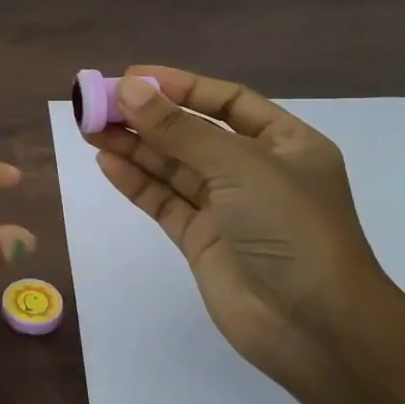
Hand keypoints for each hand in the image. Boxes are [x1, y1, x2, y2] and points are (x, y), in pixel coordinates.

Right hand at [88, 67, 393, 390]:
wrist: (314, 326)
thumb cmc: (290, 229)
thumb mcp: (238, 166)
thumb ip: (179, 129)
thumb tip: (128, 88)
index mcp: (284, 144)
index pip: (226, 101)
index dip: (179, 86)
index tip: (131, 77)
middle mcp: (255, 171)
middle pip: (192, 133)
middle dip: (146, 117)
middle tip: (96, 103)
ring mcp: (227, 208)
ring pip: (172, 167)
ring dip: (133, 146)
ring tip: (89, 128)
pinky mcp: (201, 240)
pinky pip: (163, 201)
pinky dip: (135, 182)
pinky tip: (106, 162)